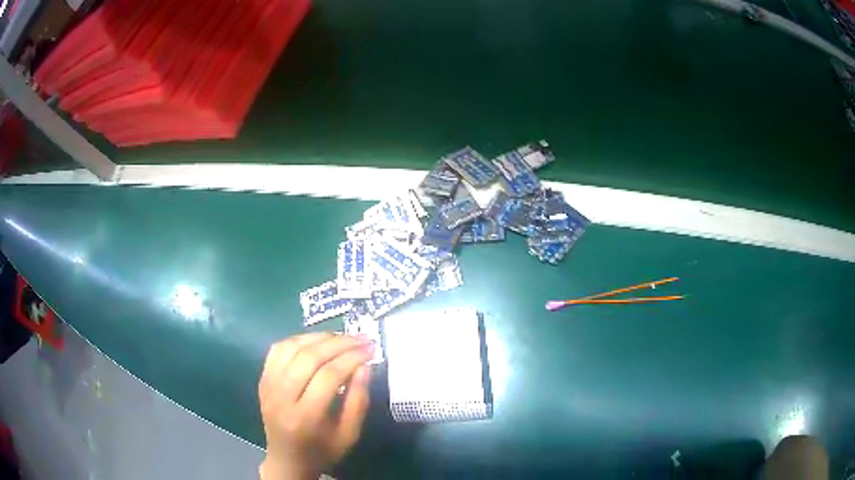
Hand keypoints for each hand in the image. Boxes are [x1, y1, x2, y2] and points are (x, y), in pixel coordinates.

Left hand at [258, 333, 372, 479]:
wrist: (287, 459)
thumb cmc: (322, 450)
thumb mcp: (349, 434)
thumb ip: (358, 401)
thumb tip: (364, 366)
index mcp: (304, 417)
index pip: (328, 376)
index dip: (351, 358)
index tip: (371, 349)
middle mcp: (281, 397)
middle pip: (308, 358)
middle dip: (339, 344)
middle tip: (361, 338)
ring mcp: (268, 386)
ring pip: (291, 348)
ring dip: (319, 337)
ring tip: (341, 337)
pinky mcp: (263, 380)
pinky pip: (278, 350)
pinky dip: (298, 339)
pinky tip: (316, 341)